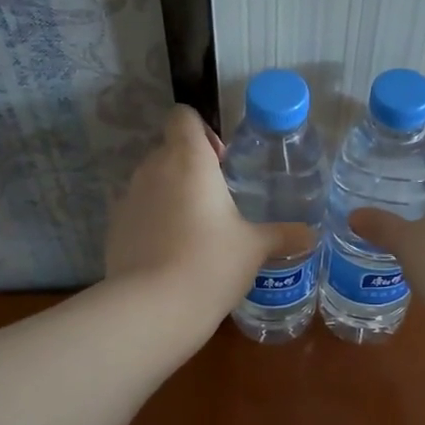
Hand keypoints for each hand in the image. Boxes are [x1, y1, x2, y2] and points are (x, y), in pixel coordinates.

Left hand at [105, 105, 315, 330]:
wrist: (153, 307)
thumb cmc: (211, 263)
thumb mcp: (254, 249)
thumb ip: (282, 236)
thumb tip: (310, 236)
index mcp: (189, 160)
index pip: (183, 117)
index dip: (201, 131)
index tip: (221, 161)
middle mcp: (153, 170)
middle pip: (168, 150)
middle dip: (191, 168)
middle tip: (217, 201)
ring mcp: (128, 199)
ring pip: (151, 182)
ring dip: (171, 195)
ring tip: (195, 231)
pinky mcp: (114, 228)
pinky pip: (137, 213)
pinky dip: (152, 223)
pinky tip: (170, 255)